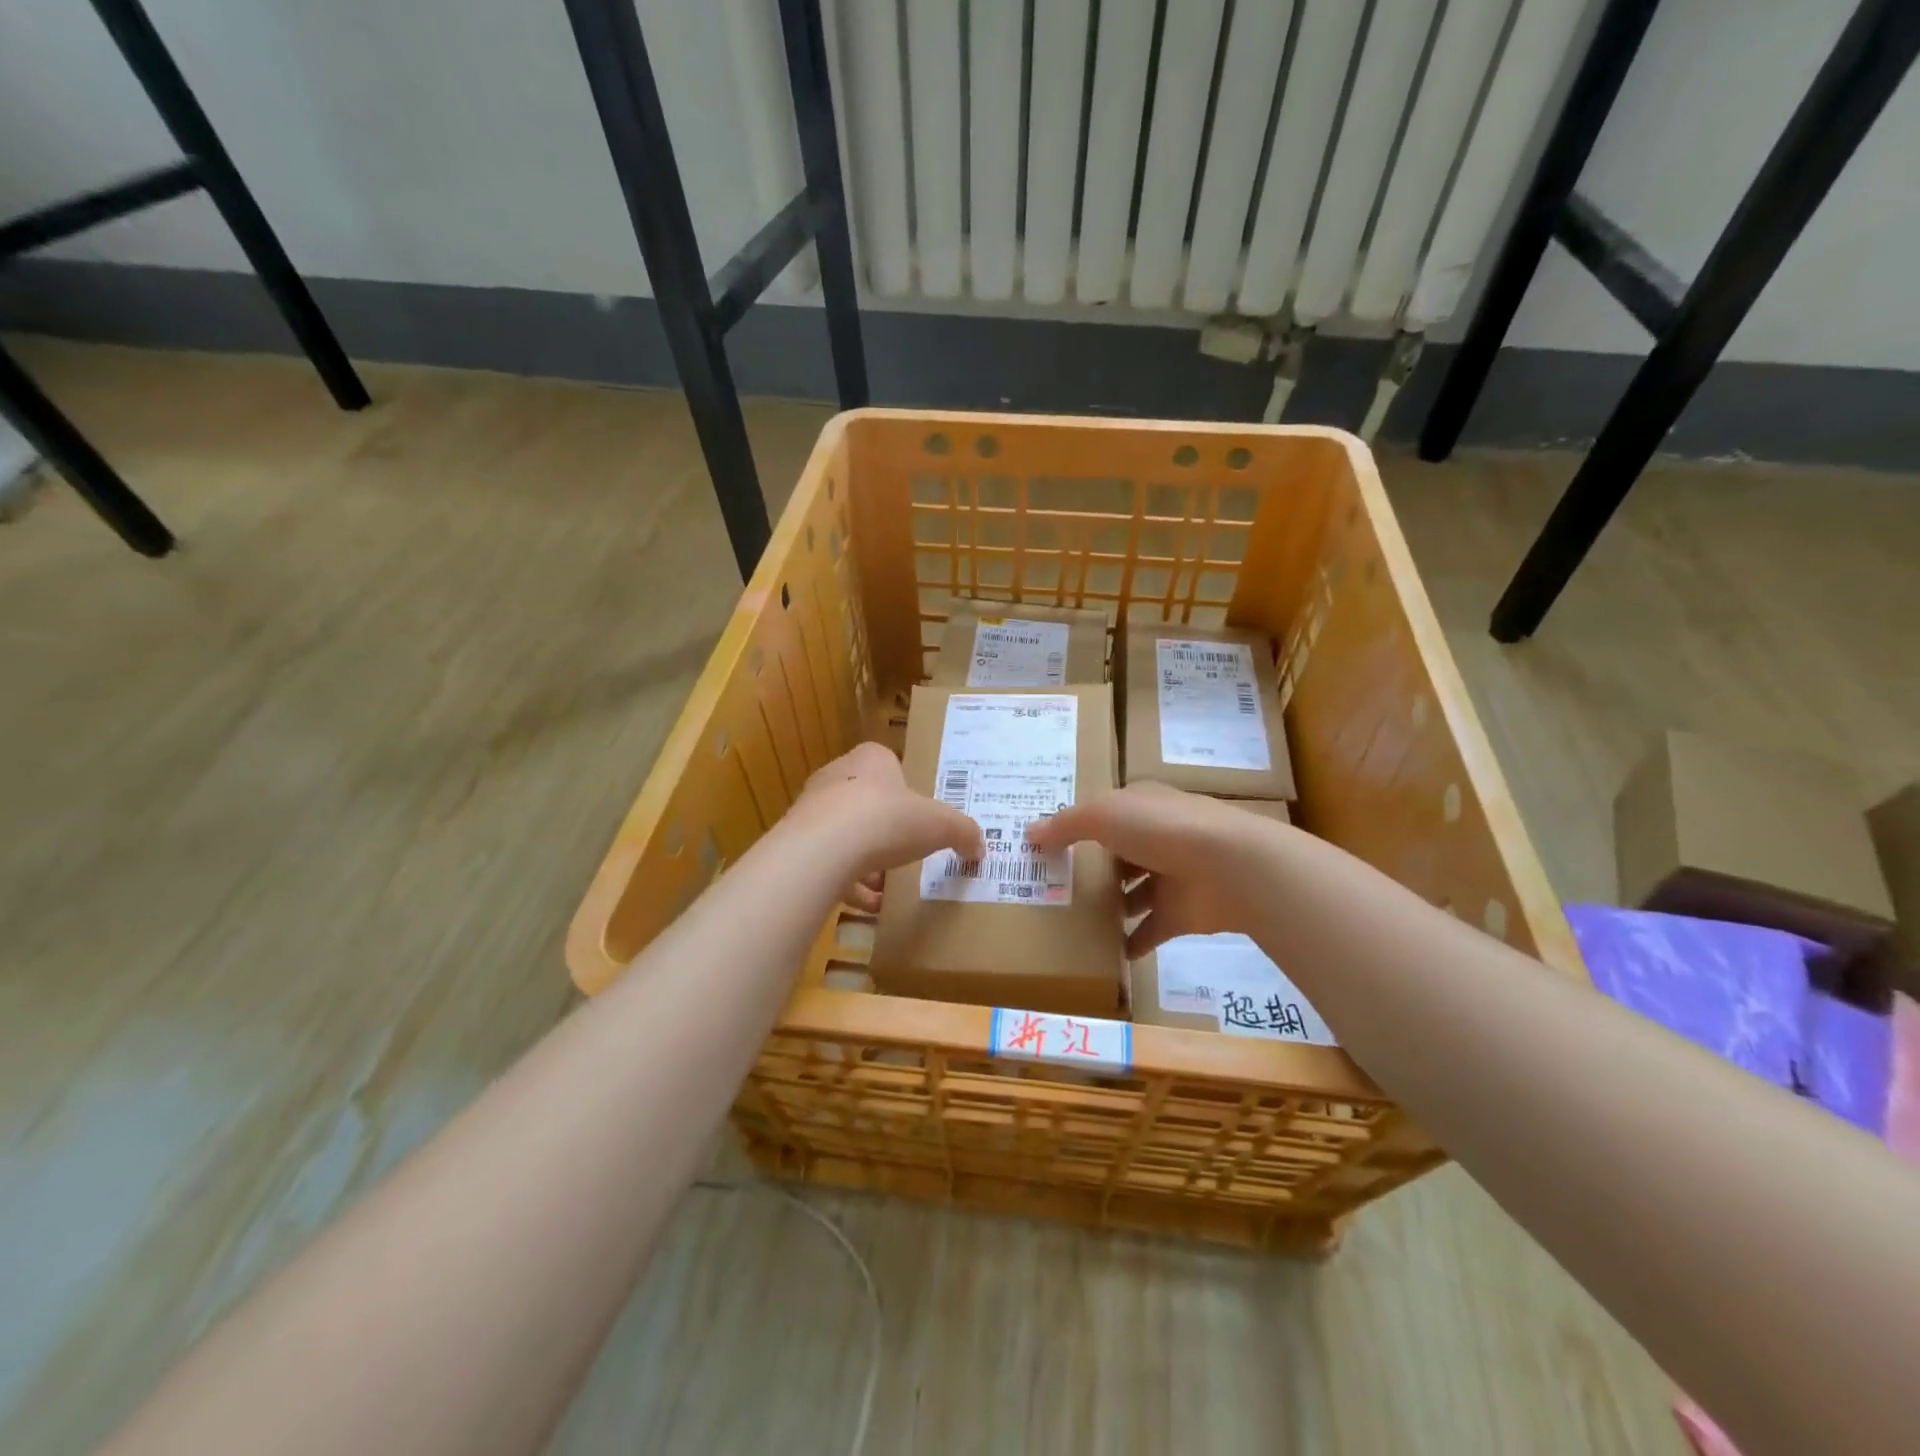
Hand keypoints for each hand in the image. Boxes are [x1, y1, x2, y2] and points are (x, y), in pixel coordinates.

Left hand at [787, 742, 984, 910]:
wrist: (825, 848)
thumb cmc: (888, 819)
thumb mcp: (941, 825)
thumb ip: (963, 832)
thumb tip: (979, 847)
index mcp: (871, 760)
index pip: (889, 766)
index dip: (906, 791)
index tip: (919, 816)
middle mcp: (837, 776)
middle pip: (866, 802)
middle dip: (886, 830)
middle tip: (906, 852)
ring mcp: (812, 810)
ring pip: (845, 834)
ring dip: (866, 860)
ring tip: (887, 887)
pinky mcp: (797, 844)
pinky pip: (827, 864)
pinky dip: (847, 883)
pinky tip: (868, 906)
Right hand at [1027, 782, 1280, 955]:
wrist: (1229, 868)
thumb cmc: (1160, 829)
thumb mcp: (1102, 816)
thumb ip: (1065, 825)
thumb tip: (1029, 833)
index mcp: (1142, 805)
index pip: (1106, 812)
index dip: (1079, 825)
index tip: (1050, 846)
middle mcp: (1158, 837)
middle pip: (1119, 853)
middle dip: (1093, 868)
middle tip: (1053, 888)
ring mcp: (1174, 876)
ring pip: (1135, 891)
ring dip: (1113, 905)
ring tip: (1074, 921)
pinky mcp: (1184, 913)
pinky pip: (1151, 930)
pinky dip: (1133, 941)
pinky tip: (1107, 953)